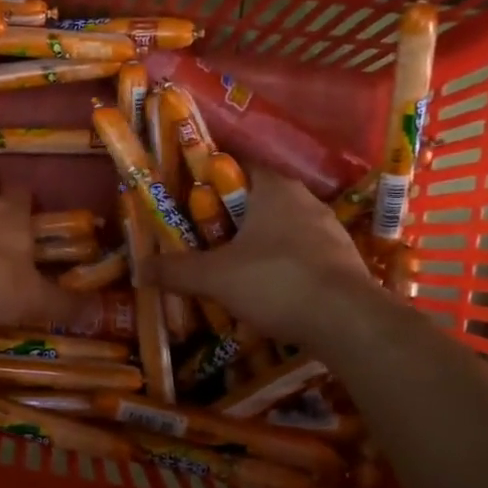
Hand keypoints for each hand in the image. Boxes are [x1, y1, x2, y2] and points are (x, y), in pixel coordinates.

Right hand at [146, 168, 374, 346]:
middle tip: (202, 238)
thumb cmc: (276, 281)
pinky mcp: (343, 261)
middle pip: (257, 199)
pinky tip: (267, 290)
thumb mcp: (214, 277)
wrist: (349, 322)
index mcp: (274, 188)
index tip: (187, 197)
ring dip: (257, 243)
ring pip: (282, 228)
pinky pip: (302, 254)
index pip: (237, 165)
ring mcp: (330, 230)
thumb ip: (175, 271)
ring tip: (231, 267)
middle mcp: (305, 200)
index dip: (209, 178)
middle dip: (229, 217)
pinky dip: (281, 266)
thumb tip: (139, 270)